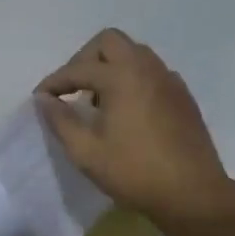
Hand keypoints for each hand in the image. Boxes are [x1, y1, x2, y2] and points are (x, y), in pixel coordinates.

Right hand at [36, 29, 234, 227]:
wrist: (194, 195)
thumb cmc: (135, 173)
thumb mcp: (86, 152)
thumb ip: (60, 120)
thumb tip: (44, 99)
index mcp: (121, 77)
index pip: (78, 69)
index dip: (54, 82)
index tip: (40, 98)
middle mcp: (146, 68)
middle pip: (109, 41)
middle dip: (84, 59)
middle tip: (72, 88)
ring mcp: (169, 80)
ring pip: (133, 53)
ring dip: (110, 66)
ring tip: (98, 100)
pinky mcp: (183, 96)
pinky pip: (152, 71)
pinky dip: (132, 78)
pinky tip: (127, 109)